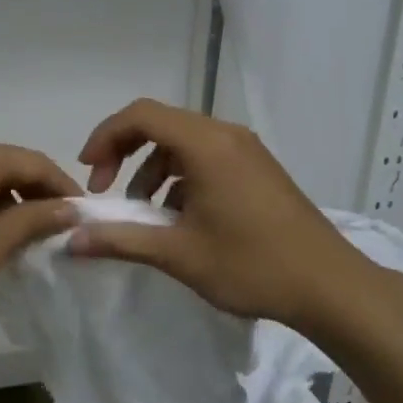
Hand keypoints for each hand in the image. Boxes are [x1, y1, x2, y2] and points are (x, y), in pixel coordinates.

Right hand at [72, 99, 365, 328]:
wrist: (331, 286)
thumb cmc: (252, 265)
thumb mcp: (179, 254)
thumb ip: (121, 240)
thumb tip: (71, 241)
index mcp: (206, 144)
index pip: (141, 115)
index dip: (106, 136)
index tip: (89, 172)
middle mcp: (225, 134)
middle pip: (160, 123)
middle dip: (125, 152)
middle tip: (107, 190)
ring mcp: (246, 149)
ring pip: (183, 142)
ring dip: (152, 168)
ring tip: (143, 212)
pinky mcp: (257, 168)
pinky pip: (206, 156)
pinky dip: (180, 176)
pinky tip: (180, 217)